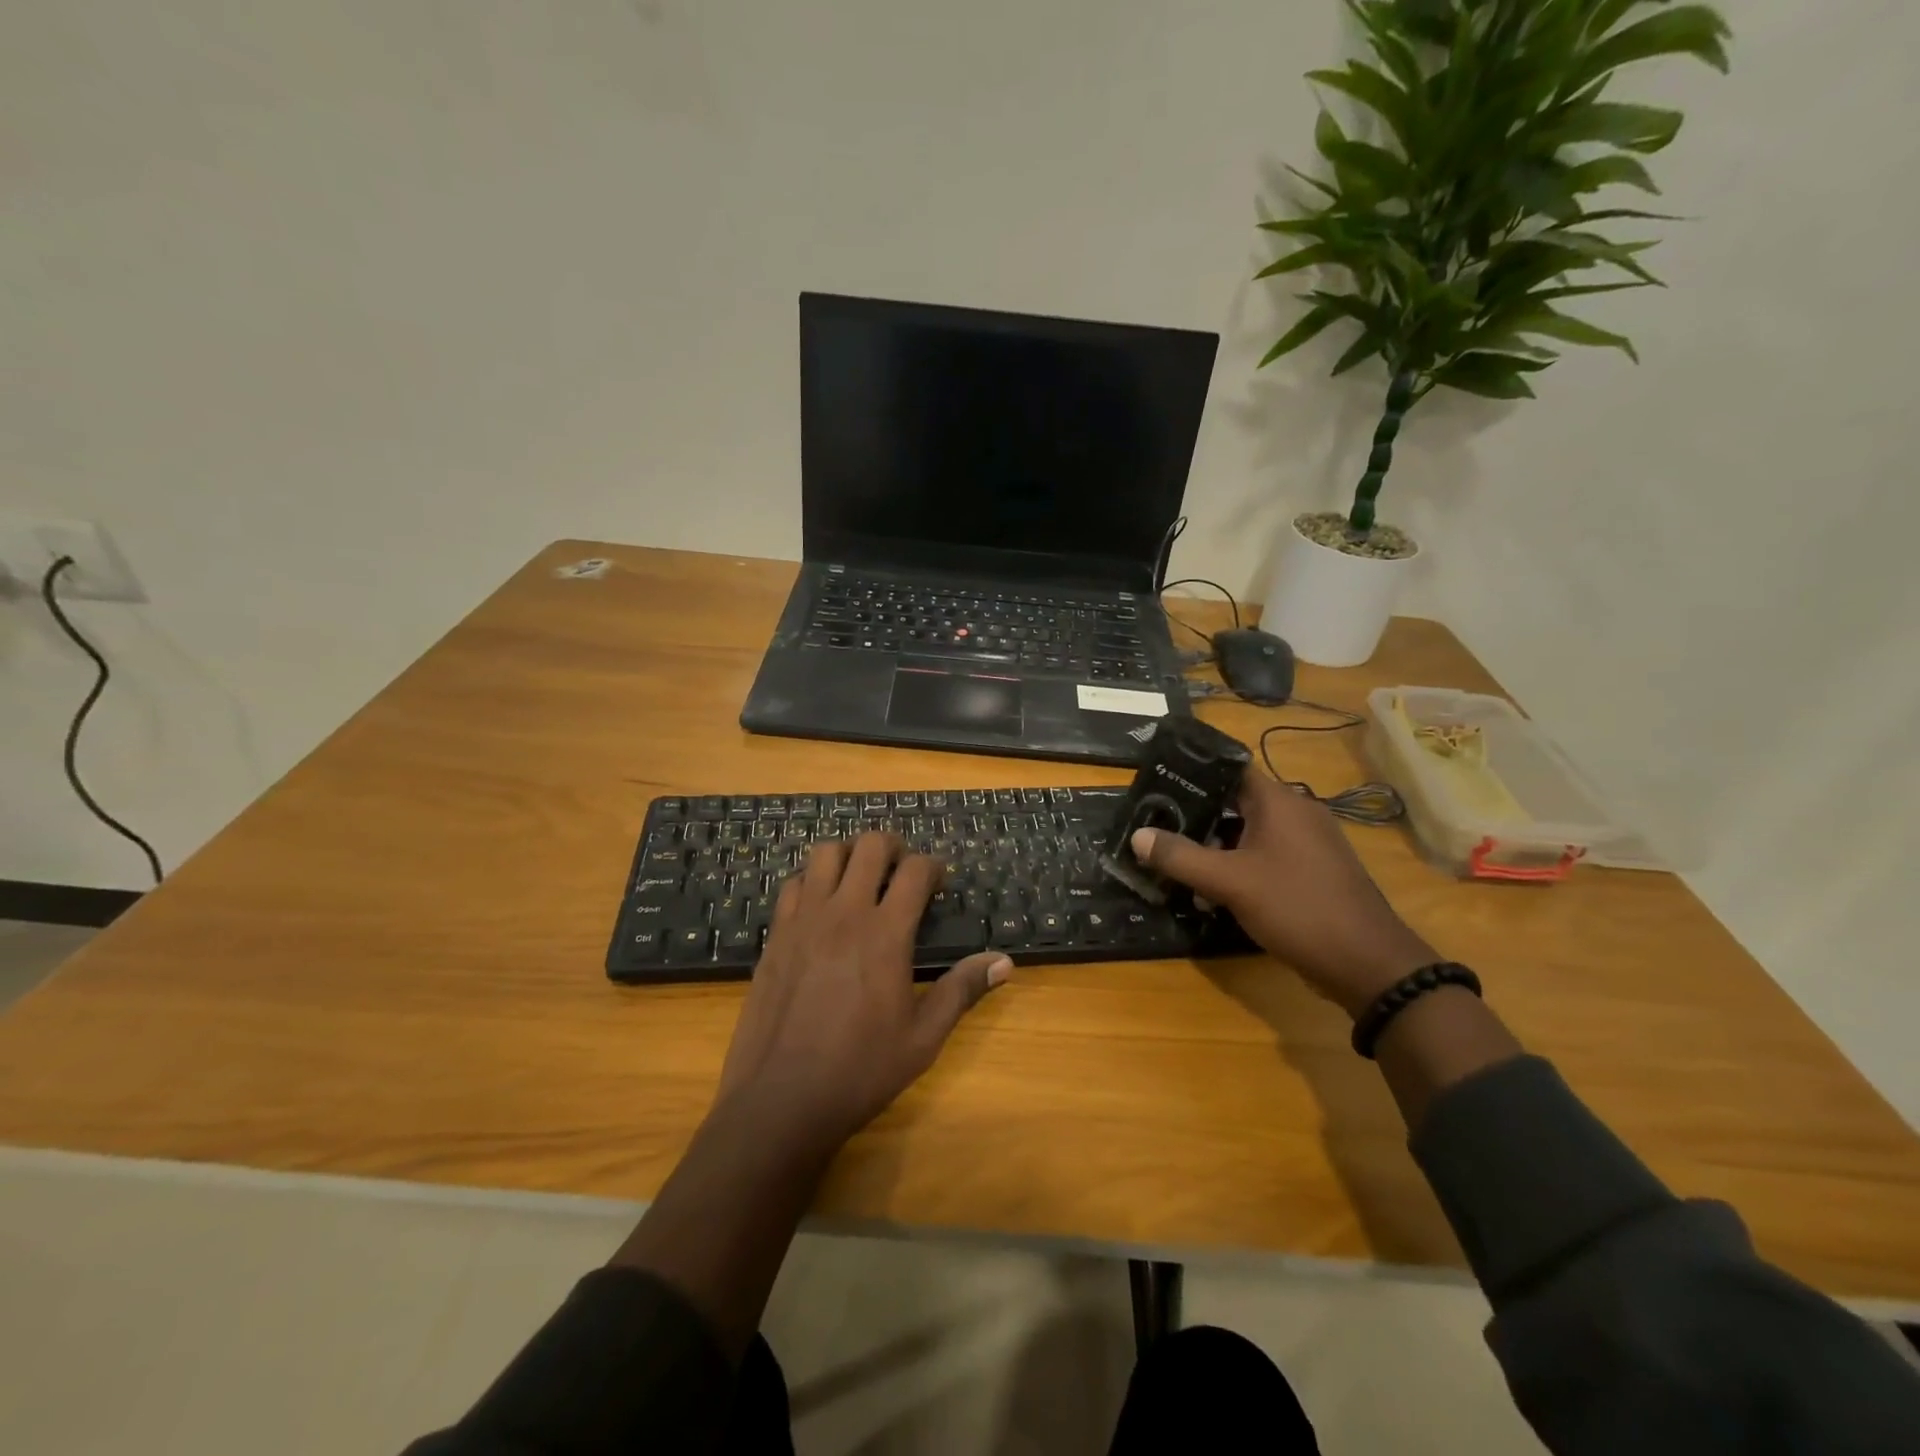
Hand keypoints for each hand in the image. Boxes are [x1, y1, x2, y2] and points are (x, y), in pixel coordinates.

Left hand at [715, 833, 1011, 1148]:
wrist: (780, 1100)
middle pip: (870, 845)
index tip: (938, 883)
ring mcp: (804, 920)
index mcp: (886, 934)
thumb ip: (962, 990)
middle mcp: (844, 913)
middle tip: (902, 871)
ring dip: (849, 856)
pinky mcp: (775, 935)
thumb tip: (1004, 961)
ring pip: (825, 853)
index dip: (932, 867)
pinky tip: (821, 907)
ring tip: (860, 879)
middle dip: (893, 847)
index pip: (915, 870)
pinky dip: (812, 881)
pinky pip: (793, 884)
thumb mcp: (923, 1038)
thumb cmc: (861, 1071)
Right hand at [1131, 773, 1435, 1017]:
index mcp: (1279, 802)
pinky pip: (1266, 856)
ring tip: (1176, 862)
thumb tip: (1137, 835)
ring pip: (1249, 833)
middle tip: (1156, 828)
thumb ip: (1180, 857)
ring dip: (1215, 847)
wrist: (1368, 964)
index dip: (1192, 773)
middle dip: (1196, 816)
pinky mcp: (1313, 872)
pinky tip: (1213, 891)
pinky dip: (1238, 866)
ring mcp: (1309, 844)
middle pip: (1235, 802)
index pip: (1229, 768)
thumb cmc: (1297, 907)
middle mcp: (1297, 813)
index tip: (1157, 784)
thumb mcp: (1229, 882)